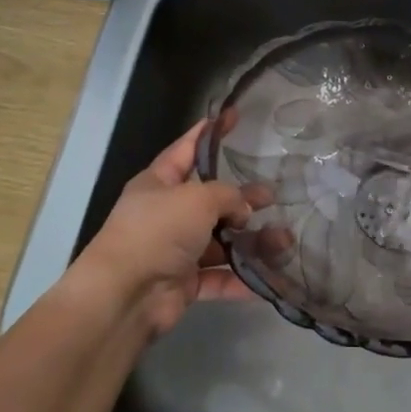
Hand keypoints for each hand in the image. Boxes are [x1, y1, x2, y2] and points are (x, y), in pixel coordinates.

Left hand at [68, 121, 259, 337]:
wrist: (126, 295)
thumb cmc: (158, 231)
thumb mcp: (197, 198)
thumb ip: (228, 196)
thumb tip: (243, 212)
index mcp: (159, 183)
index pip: (187, 149)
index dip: (210, 133)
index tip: (233, 116)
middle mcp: (166, 214)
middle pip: (211, 200)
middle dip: (242, 199)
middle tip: (273, 196)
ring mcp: (175, 250)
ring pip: (220, 241)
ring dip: (251, 242)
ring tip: (284, 241)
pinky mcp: (184, 283)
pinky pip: (219, 277)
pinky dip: (242, 278)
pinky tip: (270, 277)